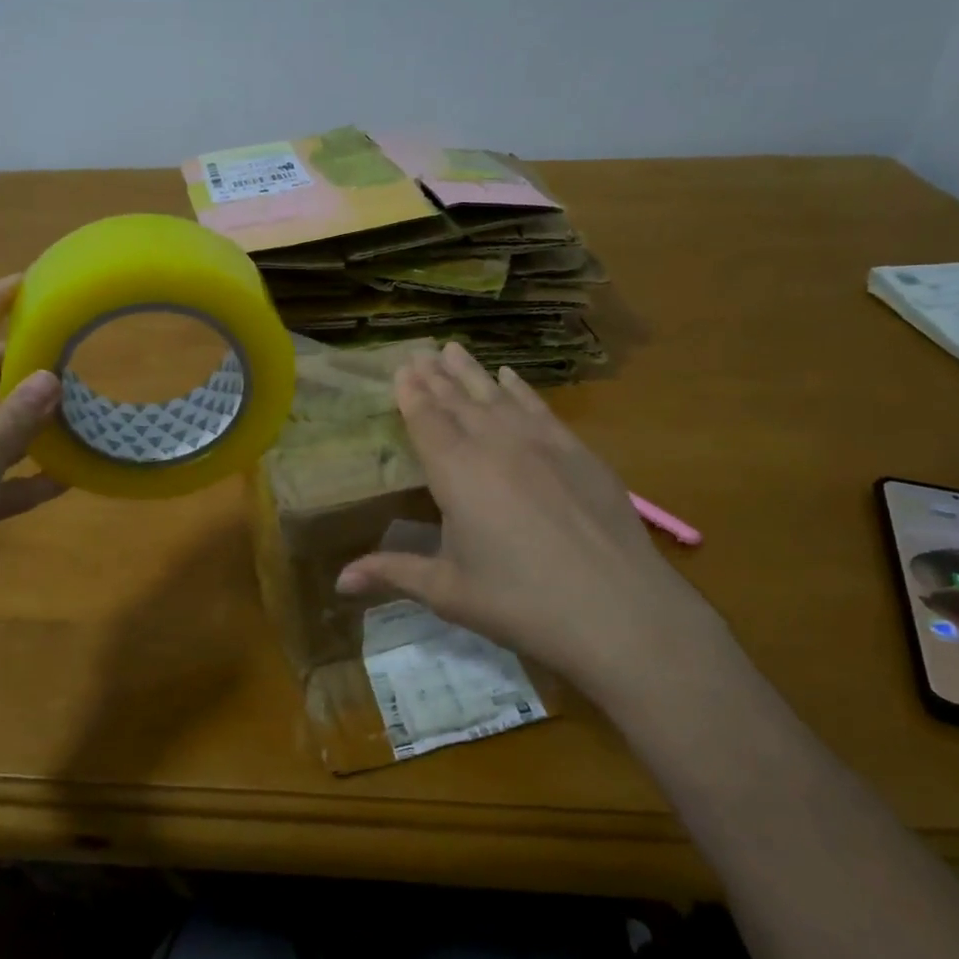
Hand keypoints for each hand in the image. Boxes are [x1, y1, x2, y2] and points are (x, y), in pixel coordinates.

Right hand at [336, 343, 722, 688]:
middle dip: (437, 375)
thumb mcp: (449, 592)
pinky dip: (520, 389)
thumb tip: (340, 580)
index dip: (412, 394)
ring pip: (497, 395)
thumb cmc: (521, 602)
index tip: (401, 368)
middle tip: (420, 352)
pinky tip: (510, 376)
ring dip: (473, 372)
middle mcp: (494, 444)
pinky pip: (539, 408)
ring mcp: (541, 443)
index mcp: (456, 472)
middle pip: (459, 400)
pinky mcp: (578, 452)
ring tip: (454, 349)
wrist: (619, 609)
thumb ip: (393, 574)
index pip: (427, 420)